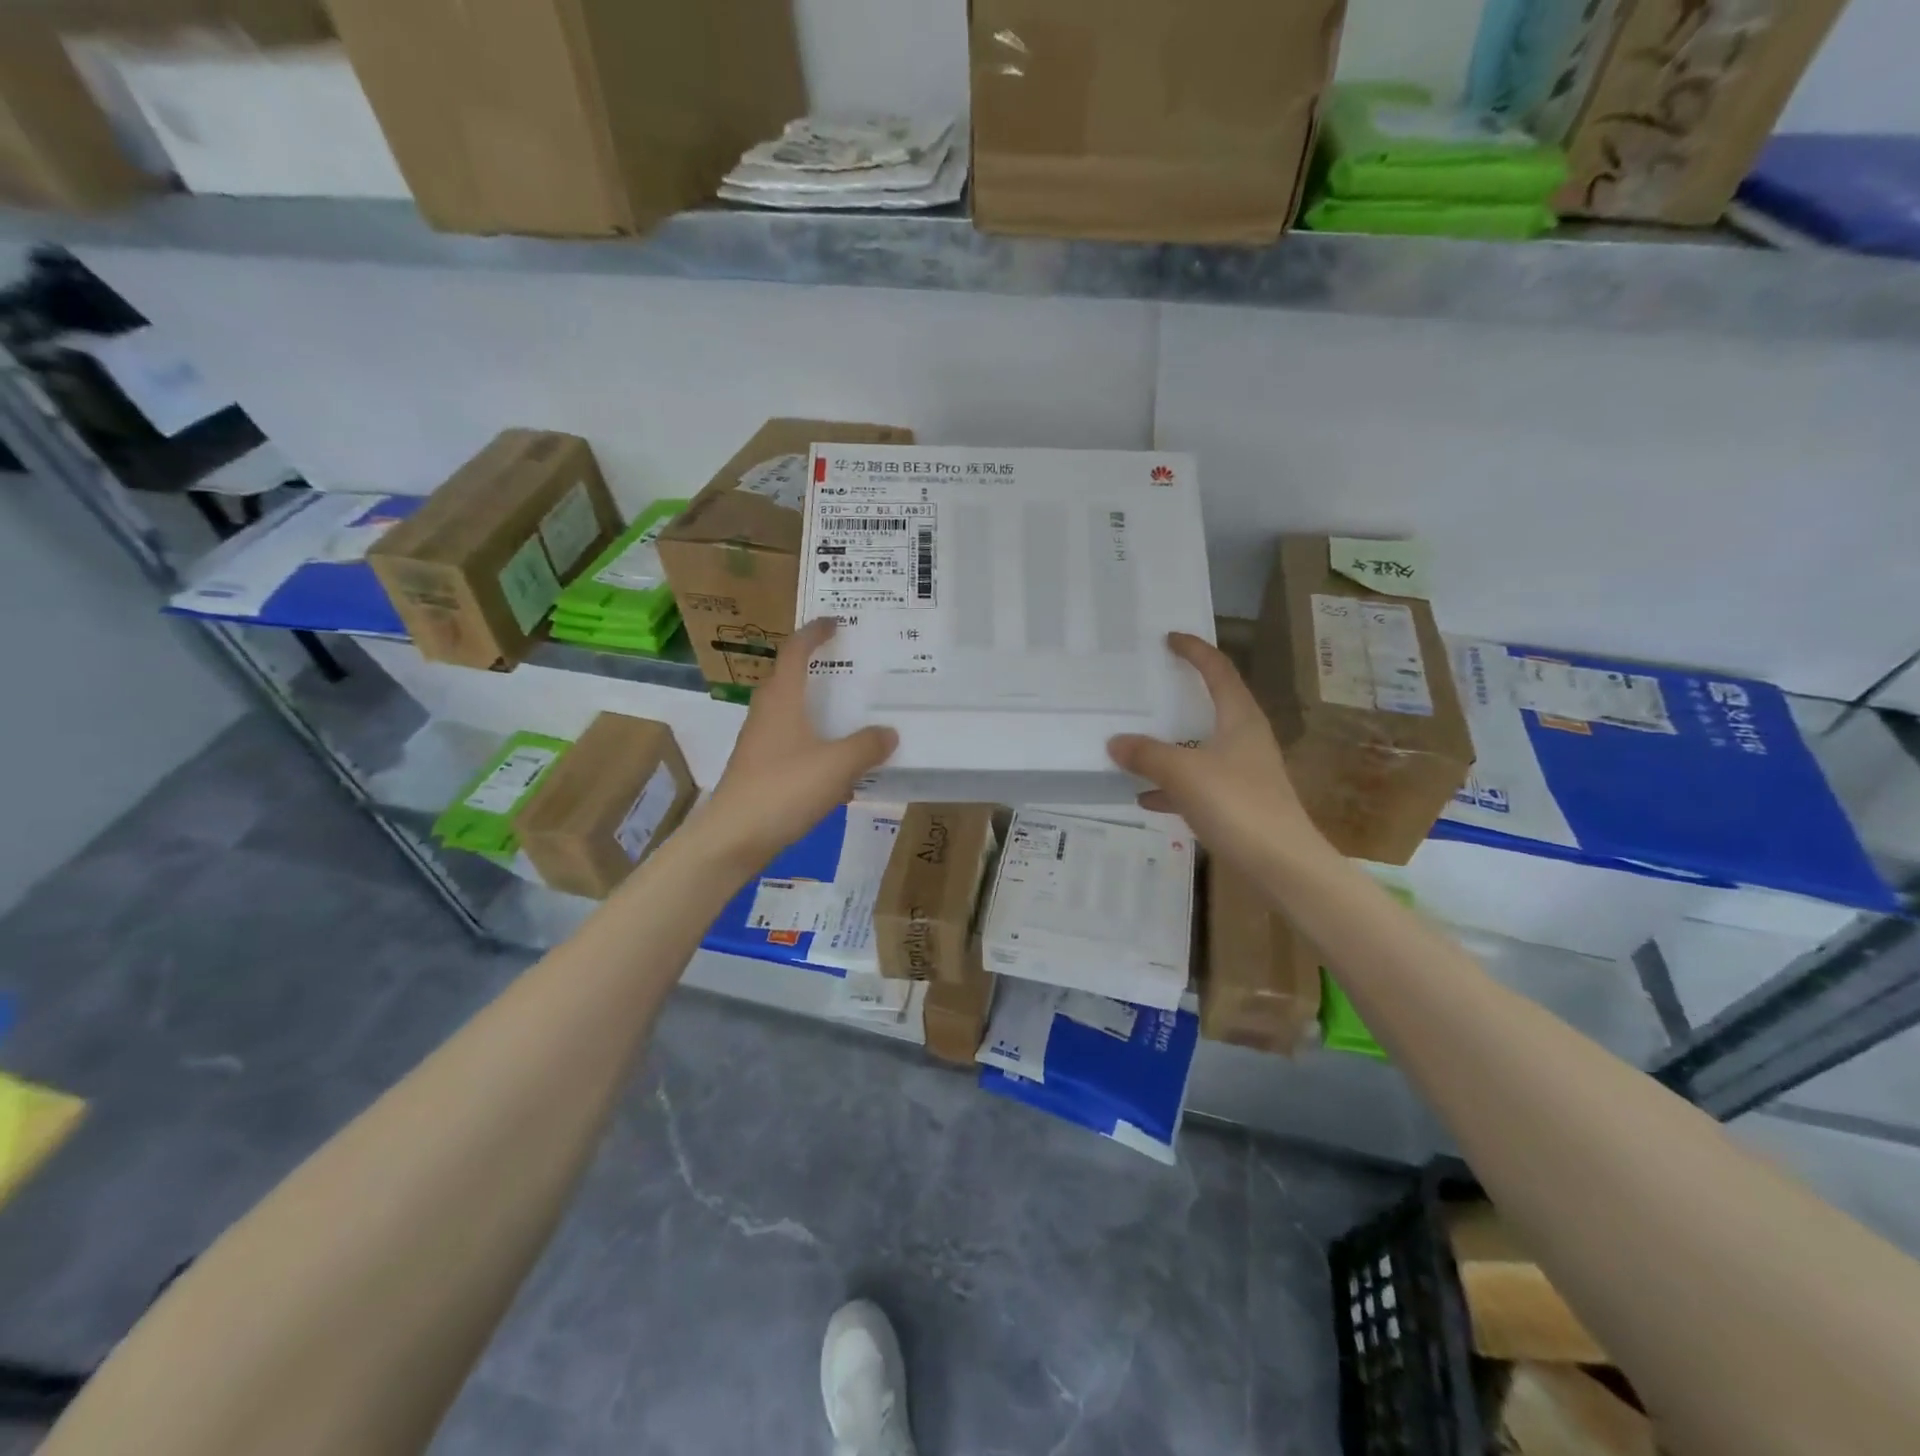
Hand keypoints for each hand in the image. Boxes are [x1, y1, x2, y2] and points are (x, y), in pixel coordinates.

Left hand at [694, 618, 897, 873]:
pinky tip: (839, 765)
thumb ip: (867, 746)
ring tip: (851, 712)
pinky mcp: (761, 769)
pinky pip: (794, 743)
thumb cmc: (784, 789)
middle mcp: (767, 713)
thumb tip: (888, 732)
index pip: (795, 651)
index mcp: (782, 699)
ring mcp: (760, 743)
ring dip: (818, 708)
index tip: (834, 622)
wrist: (733, 838)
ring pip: (792, 713)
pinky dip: (816, 742)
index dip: (814, 633)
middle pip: (791, 679)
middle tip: (851, 666)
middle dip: (818, 668)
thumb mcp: (837, 765)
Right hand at [1108, 632, 1330, 875]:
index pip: (1218, 670)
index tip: (1169, 638)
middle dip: (1179, 696)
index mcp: (1240, 719)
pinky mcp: (1238, 803)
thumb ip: (1147, 755)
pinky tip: (1144, 798)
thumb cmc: (1238, 805)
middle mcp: (1244, 739)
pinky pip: (1197, 784)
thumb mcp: (1184, 773)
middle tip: (1146, 687)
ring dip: (1170, 745)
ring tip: (1133, 743)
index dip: (1195, 651)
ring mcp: (1243, 772)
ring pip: (1200, 748)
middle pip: (1210, 706)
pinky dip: (1172, 786)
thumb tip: (1116, 741)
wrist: (1282, 866)